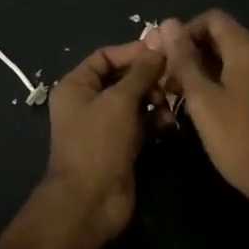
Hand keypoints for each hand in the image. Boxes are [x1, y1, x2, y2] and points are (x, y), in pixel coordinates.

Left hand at [43, 41, 165, 238]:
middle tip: (172, 79)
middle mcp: (88, 102)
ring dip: (154, 100)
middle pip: (123, 78)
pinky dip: (154, 120)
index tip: (163, 51)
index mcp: (76, 86)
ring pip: (135, 101)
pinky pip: (141, 123)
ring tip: (168, 105)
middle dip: (148, 78)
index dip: (133, 51)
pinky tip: (168, 124)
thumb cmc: (98, 143)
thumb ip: (141, 72)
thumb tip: (159, 45)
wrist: (90, 202)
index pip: (106, 56)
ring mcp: (105, 125)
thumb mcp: (119, 101)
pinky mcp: (121, 145)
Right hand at [157, 11, 248, 211]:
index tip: (168, 57)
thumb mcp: (203, 99)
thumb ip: (184, 60)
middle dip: (194, 53)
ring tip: (183, 96)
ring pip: (235, 58)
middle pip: (224, 37)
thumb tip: (168, 23)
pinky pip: (247, 74)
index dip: (186, 31)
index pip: (213, 18)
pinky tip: (209, 106)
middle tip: (170, 81)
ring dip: (207, 69)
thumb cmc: (239, 138)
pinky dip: (225, 81)